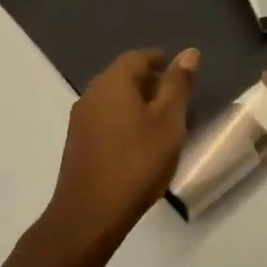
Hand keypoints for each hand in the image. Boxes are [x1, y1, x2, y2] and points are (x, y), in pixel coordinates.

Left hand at [44, 47, 197, 253]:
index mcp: (113, 81)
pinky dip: (124, 122)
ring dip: (138, 104)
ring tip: (163, 125)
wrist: (90, 214)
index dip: (162, 61)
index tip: (182, 75)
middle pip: (124, 76)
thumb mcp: (169, 122)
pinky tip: (140, 144)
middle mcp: (92, 93)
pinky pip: (105, 119)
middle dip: (151, 83)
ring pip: (114, 99)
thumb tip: (189, 52)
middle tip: (178, 101)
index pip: (138, 57)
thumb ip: (178, 85)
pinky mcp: (77, 143)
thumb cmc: (137, 162)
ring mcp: (80, 119)